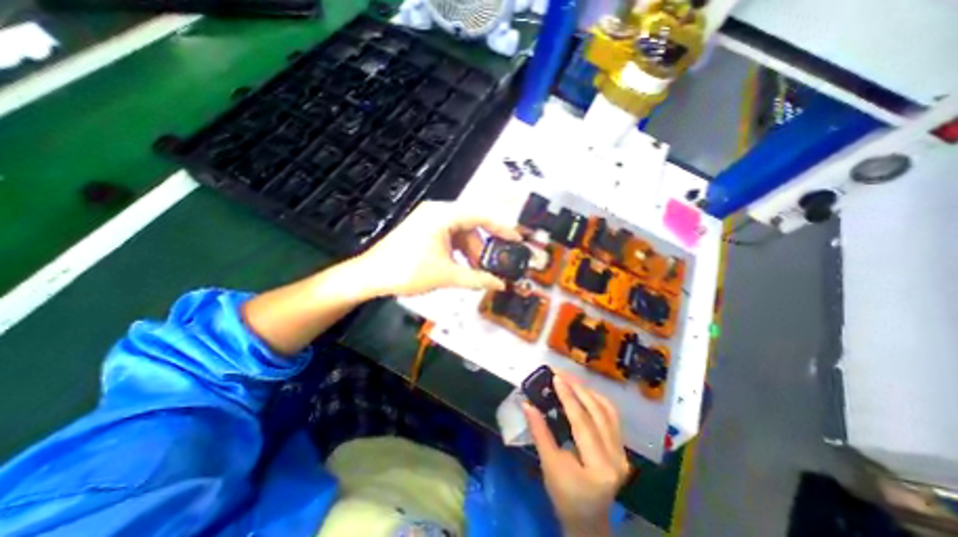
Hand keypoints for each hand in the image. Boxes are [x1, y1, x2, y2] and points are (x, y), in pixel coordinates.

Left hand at [351, 200, 519, 296]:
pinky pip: (450, 236)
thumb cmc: (408, 271)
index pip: (480, 214)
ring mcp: (429, 220)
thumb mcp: (446, 275)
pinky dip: (459, 250)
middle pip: (471, 223)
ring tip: (476, 270)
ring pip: (460, 232)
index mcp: (442, 215)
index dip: (501, 227)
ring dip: (471, 250)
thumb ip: (476, 279)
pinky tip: (462, 266)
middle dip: (484, 245)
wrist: (370, 276)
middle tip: (494, 263)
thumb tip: (501, 285)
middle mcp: (437, 211)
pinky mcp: (424, 229)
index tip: (516, 239)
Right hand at [521, 372, 634, 535]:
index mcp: (600, 467)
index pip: (583, 422)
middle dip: (578, 388)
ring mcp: (623, 452)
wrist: (587, 520)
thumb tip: (527, 403)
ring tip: (570, 380)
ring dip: (588, 391)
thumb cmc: (565, 497)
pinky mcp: (621, 448)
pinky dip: (596, 400)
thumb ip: (539, 432)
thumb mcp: (549, 465)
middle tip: (560, 373)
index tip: (555, 377)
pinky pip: (611, 416)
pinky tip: (583, 393)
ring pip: (608, 411)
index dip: (568, 397)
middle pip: (598, 412)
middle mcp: (617, 457)